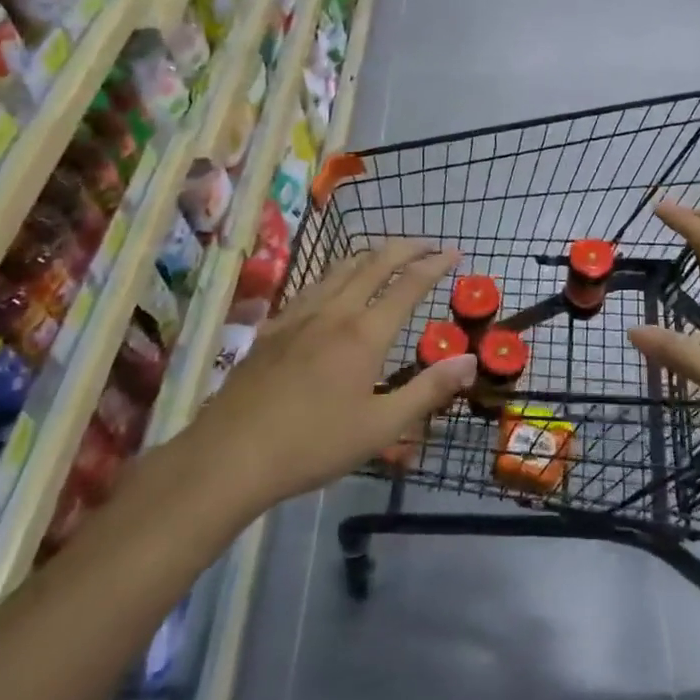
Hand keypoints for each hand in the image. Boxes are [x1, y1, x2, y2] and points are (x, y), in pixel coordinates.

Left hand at [196, 240, 476, 508]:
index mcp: (365, 333)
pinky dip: (336, 273)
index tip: (454, 253)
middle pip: (375, 262)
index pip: (409, 284)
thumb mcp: (381, 427)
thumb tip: (471, 360)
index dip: (435, 264)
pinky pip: (313, 285)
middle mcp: (335, 311)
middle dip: (406, 247)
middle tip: (428, 244)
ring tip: (386, 255)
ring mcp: (299, 315)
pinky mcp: (273, 327)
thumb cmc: (313, 445)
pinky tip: (333, 287)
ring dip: (371, 254)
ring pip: (340, 267)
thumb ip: (429, 390)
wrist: (229, 456)